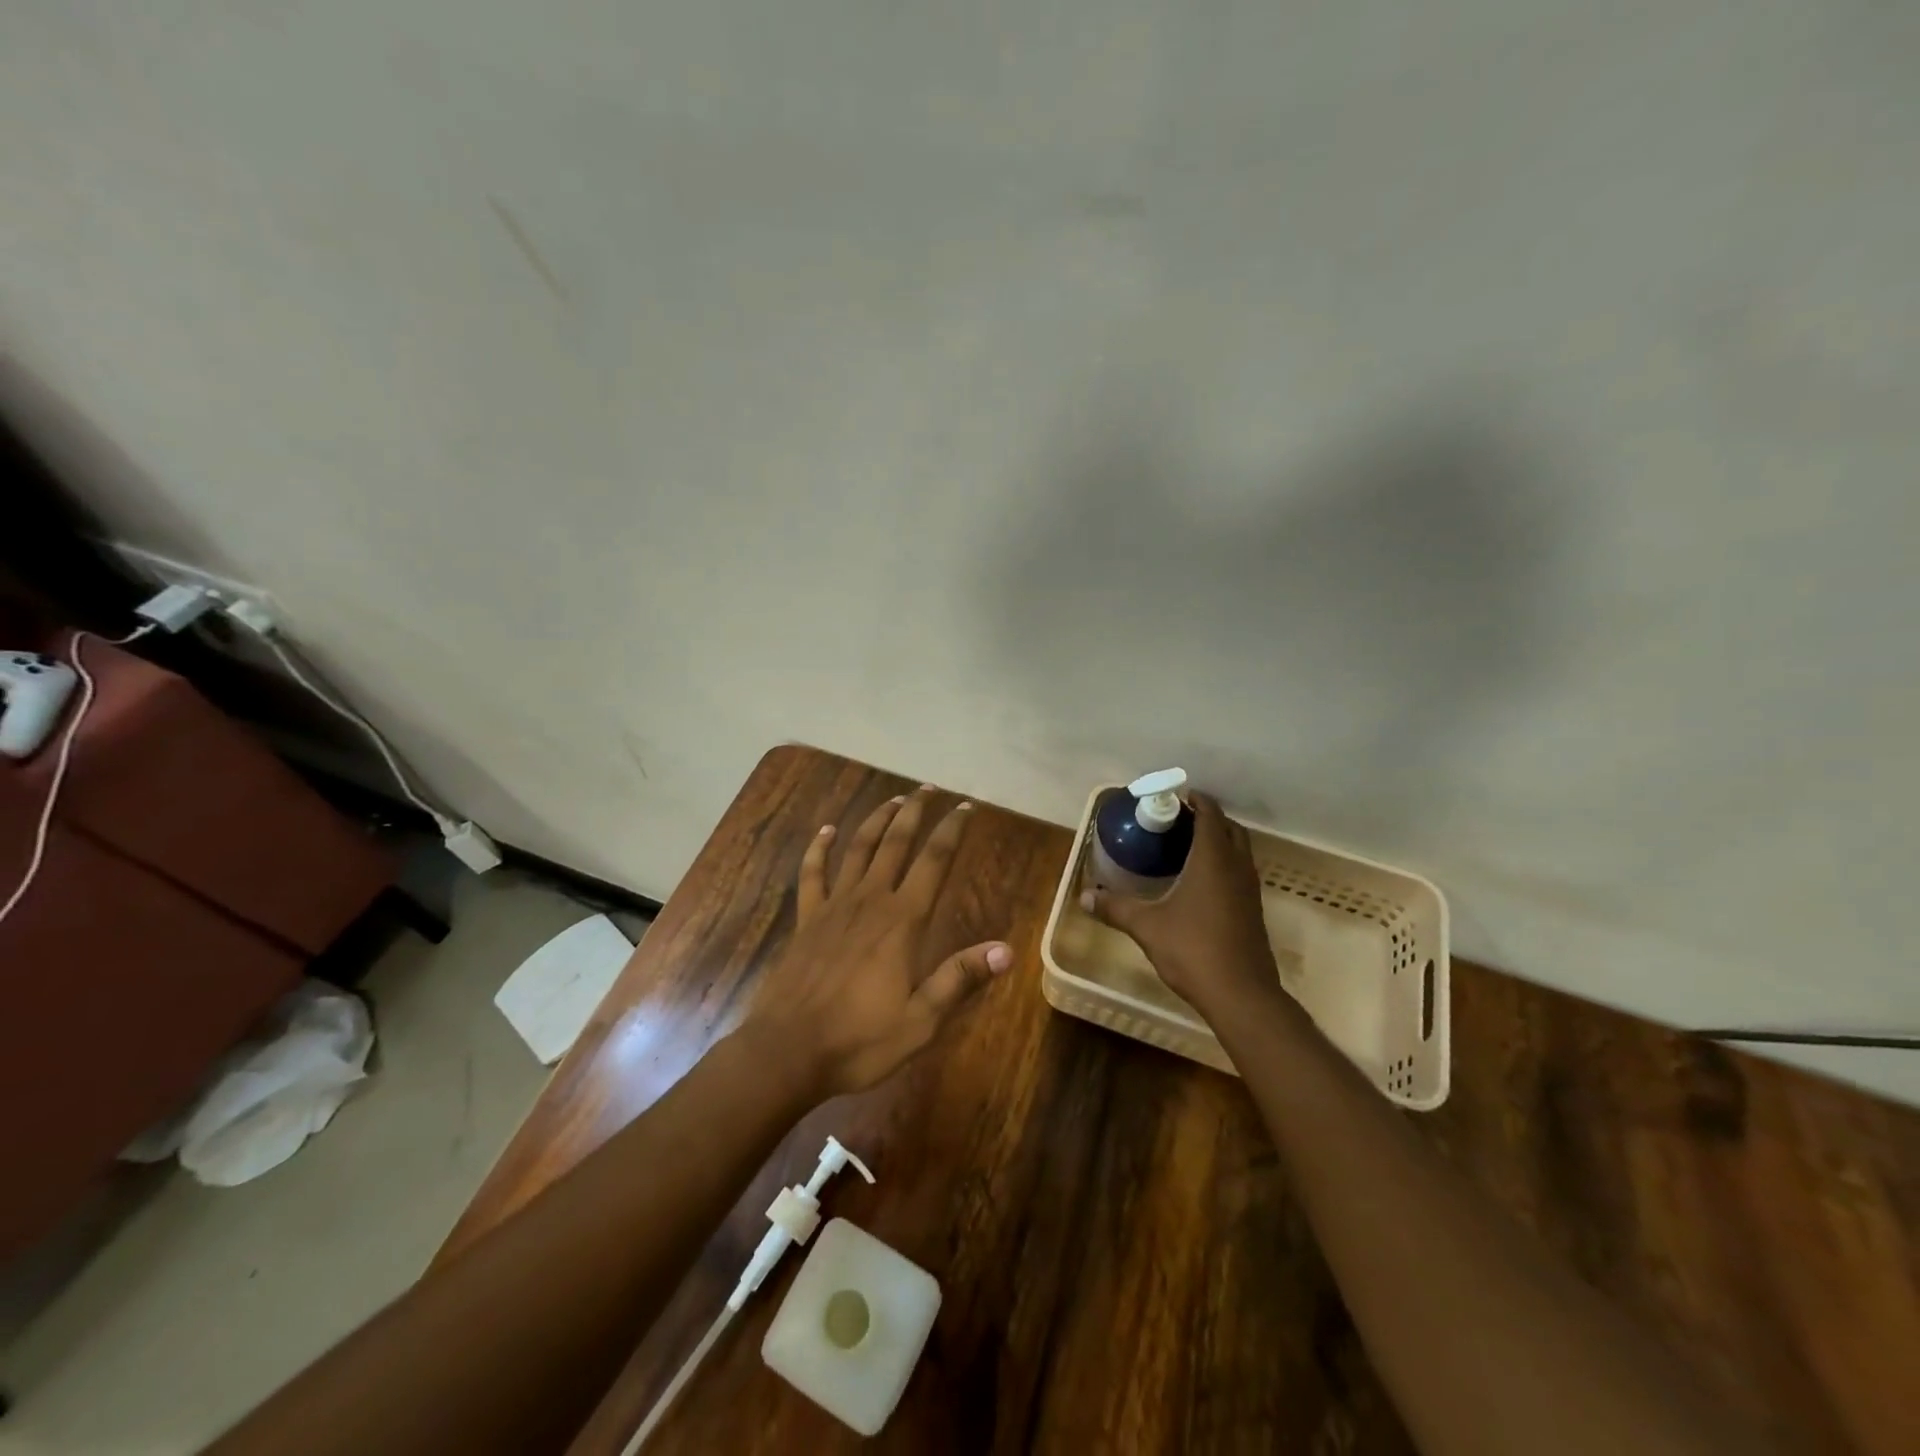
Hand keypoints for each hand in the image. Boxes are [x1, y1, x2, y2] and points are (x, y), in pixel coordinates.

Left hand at [743, 785, 1011, 1098]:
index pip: (934, 861)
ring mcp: (833, 906)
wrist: (788, 1051)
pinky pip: (813, 874)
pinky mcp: (806, 919)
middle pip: (895, 843)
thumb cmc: (859, 1039)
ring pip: (858, 849)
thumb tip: (1005, 950)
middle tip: (927, 789)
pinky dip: (819, 849)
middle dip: (914, 813)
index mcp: (902, 921)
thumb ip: (959, 978)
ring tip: (893, 800)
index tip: (965, 808)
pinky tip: (827, 831)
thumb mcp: (920, 1020)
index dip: (952, 831)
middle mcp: (870, 901)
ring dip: (876, 821)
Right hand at [1081, 792, 1281, 1020]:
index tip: (1175, 795)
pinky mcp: (1253, 910)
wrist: (1241, 995)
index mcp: (1213, 860)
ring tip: (1186, 845)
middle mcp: (1236, 867)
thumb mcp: (1147, 927)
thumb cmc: (1193, 950)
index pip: (1210, 815)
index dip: (1196, 800)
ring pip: (1239, 850)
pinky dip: (1223, 863)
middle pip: (1229, 828)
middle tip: (1178, 819)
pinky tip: (1199, 881)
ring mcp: (1249, 889)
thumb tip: (1084, 896)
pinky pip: (1240, 871)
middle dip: (1208, 817)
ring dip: (1219, 840)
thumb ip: (1115, 908)